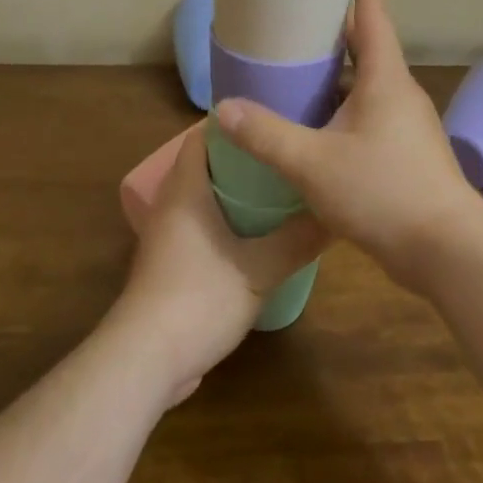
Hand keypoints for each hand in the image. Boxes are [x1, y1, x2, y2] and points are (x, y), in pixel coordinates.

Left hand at [116, 124, 326, 402]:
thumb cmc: (200, 299)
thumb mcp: (260, 270)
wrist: (146, 360)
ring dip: (233, 194)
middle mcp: (170, 205)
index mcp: (185, 190)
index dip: (234, 124)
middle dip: (242, 159)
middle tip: (282, 156)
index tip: (270, 122)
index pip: (202, 136)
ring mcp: (166, 237)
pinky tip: (255, 237)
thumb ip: (297, 240)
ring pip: (202, 199)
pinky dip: (224, 222)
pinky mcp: (168, 265)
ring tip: (276, 192)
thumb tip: (335, 214)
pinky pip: (198, 227)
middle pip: (204, 165)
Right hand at [212, 0, 482, 293]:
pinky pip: (366, 107)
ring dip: (339, 61)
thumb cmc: (385, 193)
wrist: (448, 252)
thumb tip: (224, 109)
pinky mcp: (403, 149)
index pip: (373, 7)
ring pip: (366, 77)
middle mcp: (398, 90)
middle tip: (304, 0)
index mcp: (384, 77)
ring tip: (299, 56)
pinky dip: (341, 98)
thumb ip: (267, 135)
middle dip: (339, 14)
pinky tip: (315, 118)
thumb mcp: (315, 163)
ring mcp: (404, 121)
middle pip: (368, 38)